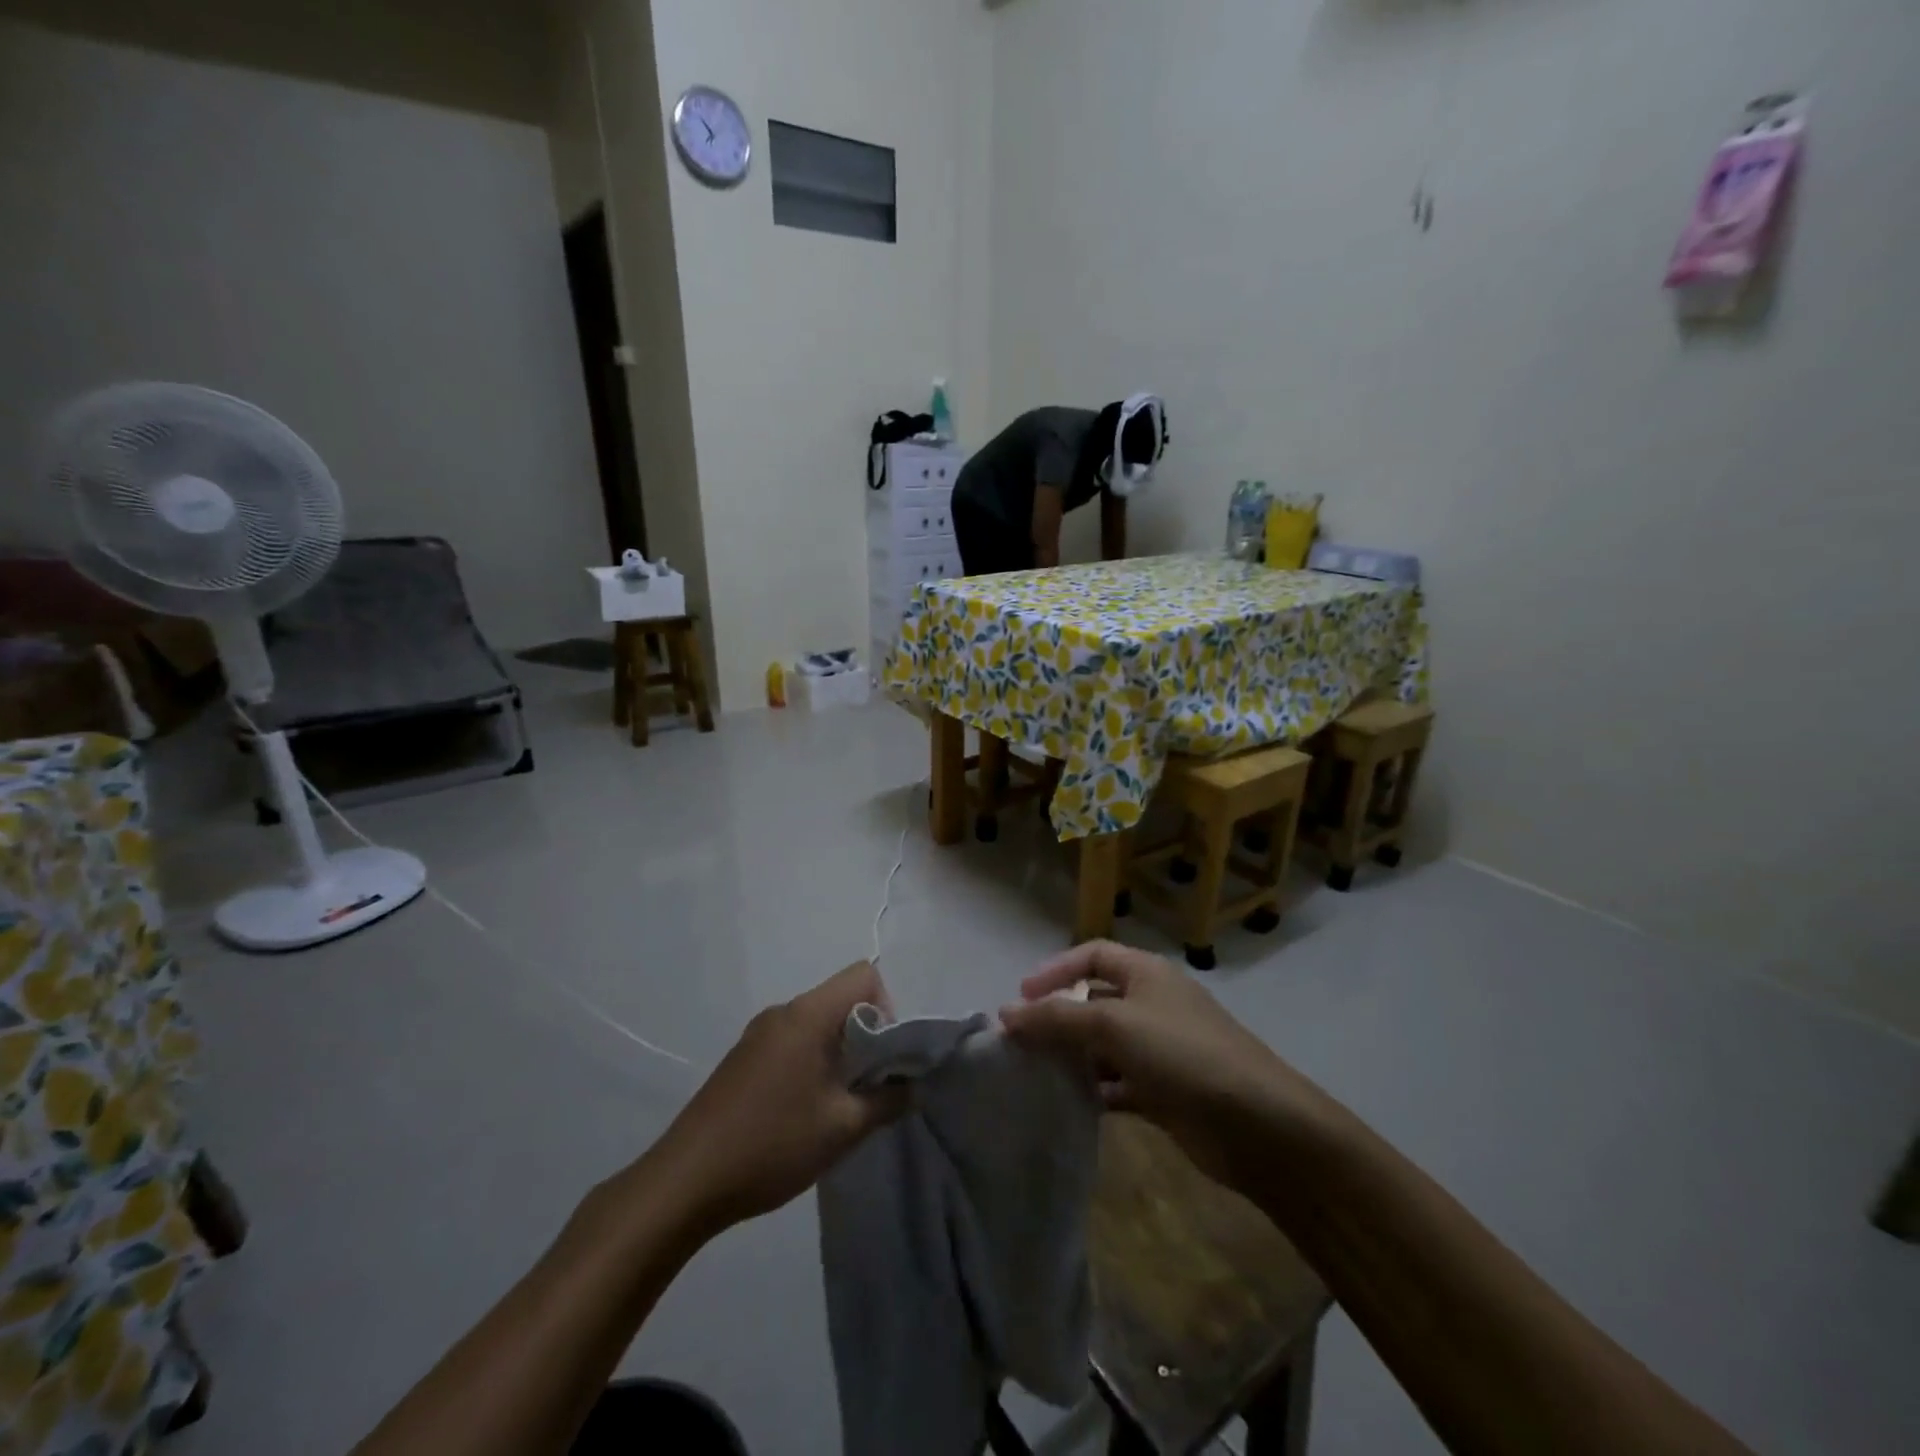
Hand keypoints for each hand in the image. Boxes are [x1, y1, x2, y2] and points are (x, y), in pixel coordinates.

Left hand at [650, 962, 907, 1233]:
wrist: (685, 1182)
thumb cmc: (771, 1144)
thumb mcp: (843, 1128)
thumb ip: (888, 1101)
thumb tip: (912, 1085)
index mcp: (808, 1014)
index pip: (864, 975)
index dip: (887, 1008)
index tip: (884, 1058)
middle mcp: (783, 1011)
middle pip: (841, 998)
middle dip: (866, 1036)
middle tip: (868, 1088)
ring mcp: (758, 1033)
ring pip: (817, 1023)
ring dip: (839, 1053)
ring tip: (838, 1106)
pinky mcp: (743, 1058)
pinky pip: (793, 1042)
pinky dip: (812, 1063)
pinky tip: (803, 1113)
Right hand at [999, 942, 1331, 1191]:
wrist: (1258, 1125)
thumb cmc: (1183, 1054)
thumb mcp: (1114, 1025)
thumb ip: (1057, 1018)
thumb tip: (1006, 1013)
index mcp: (1146, 974)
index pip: (1092, 956)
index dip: (1055, 970)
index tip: (1021, 997)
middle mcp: (1152, 1005)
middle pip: (1095, 1001)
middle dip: (1058, 1017)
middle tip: (1020, 1042)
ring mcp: (1160, 1050)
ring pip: (1104, 1045)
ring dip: (1072, 1056)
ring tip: (1033, 1074)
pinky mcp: (1165, 1092)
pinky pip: (1118, 1084)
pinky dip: (1094, 1090)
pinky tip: (1068, 1104)